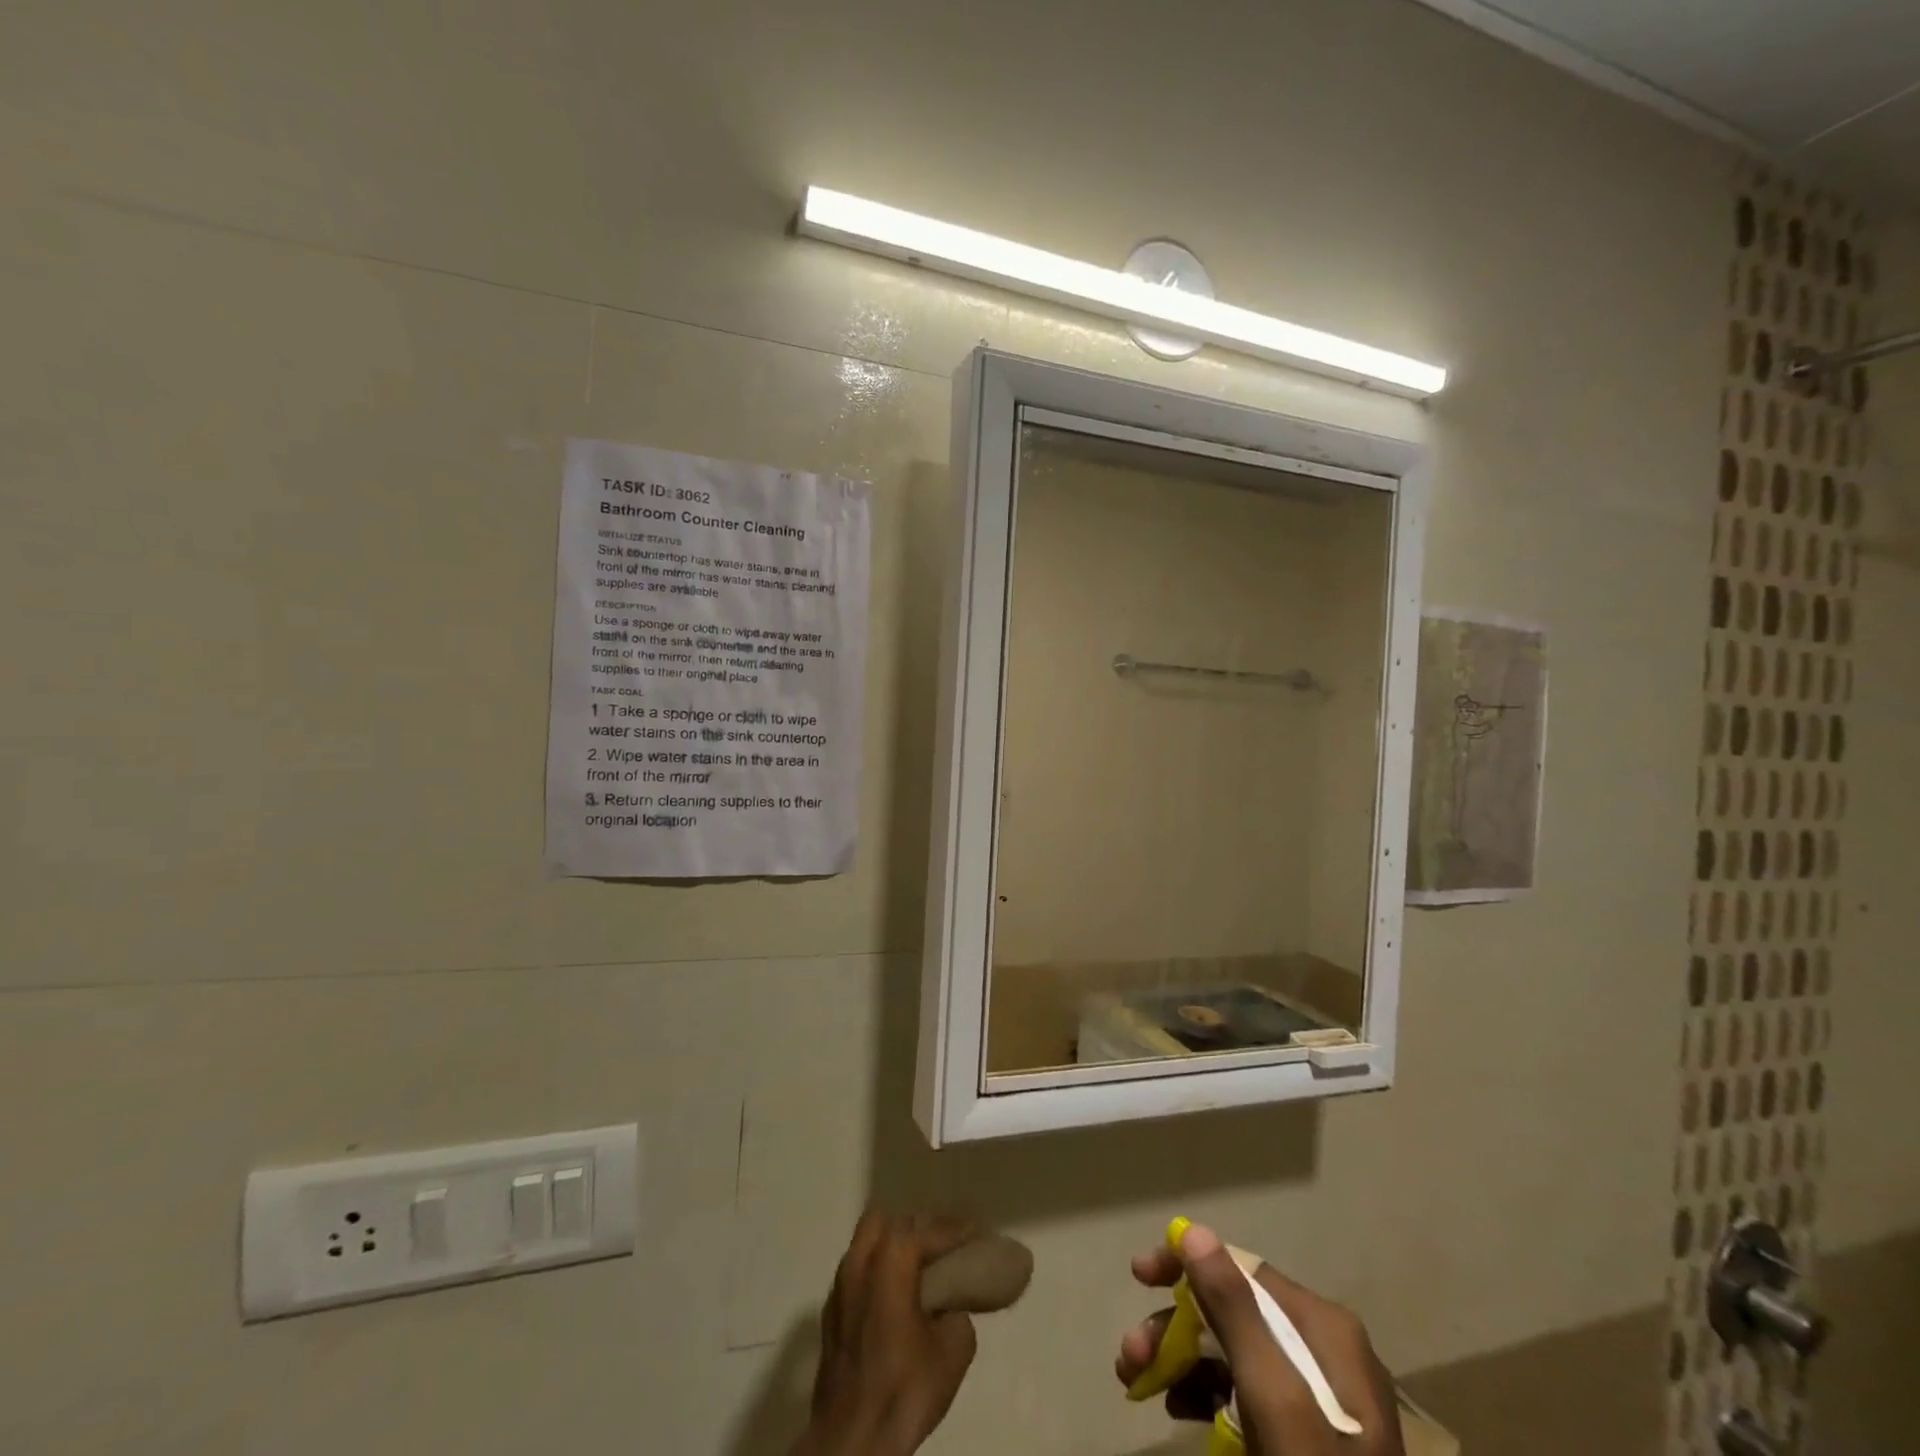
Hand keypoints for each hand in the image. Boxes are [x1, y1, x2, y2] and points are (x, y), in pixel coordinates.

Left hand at [793, 1213, 979, 1455]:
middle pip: (887, 1223)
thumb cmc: (904, 1389)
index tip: (972, 1232)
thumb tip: (949, 1309)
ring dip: (889, 1248)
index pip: (925, 1230)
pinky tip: (891, 1300)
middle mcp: (859, 1263)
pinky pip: (855, 1274)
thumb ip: (957, 1315)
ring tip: (915, 1272)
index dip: (952, 1230)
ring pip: (865, 1244)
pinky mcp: (829, 1314)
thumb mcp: (953, 1352)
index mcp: (890, 1262)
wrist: (851, 1440)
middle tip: (938, 1249)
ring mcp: (839, 1288)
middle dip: (914, 1229)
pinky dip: (874, 1274)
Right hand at [1115, 1221, 1403, 1455]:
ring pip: (1231, 1353)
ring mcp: (1315, 1398)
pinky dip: (1201, 1392)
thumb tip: (1194, 1231)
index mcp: (1326, 1330)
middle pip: (1231, 1312)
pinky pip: (1241, 1393)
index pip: (1242, 1269)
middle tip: (1130, 1353)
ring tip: (1135, 1381)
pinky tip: (1173, 1406)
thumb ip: (1237, 1313)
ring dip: (1178, 1358)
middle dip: (1175, 1326)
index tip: (1139, 1277)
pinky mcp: (1302, 1438)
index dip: (1186, 1265)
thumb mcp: (1277, 1403)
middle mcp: (1323, 1351)